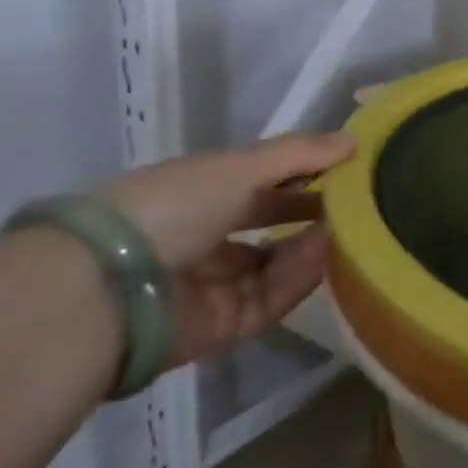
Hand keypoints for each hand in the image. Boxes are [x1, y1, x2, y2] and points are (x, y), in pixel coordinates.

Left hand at [99, 132, 355, 366]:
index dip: (303, 172)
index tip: (348, 166)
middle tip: (359, 203)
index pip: (260, 181)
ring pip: (277, 264)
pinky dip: (299, 279)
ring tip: (352, 229)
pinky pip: (272, 299)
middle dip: (312, 212)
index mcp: (198, 193)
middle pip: (270, 223)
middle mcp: (204, 236)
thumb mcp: (238, 167)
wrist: (107, 289)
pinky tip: (326, 257)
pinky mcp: (222, 326)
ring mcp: (213, 283)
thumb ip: (299, 154)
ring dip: (312, 246)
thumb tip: (355, 141)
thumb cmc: (172, 207)